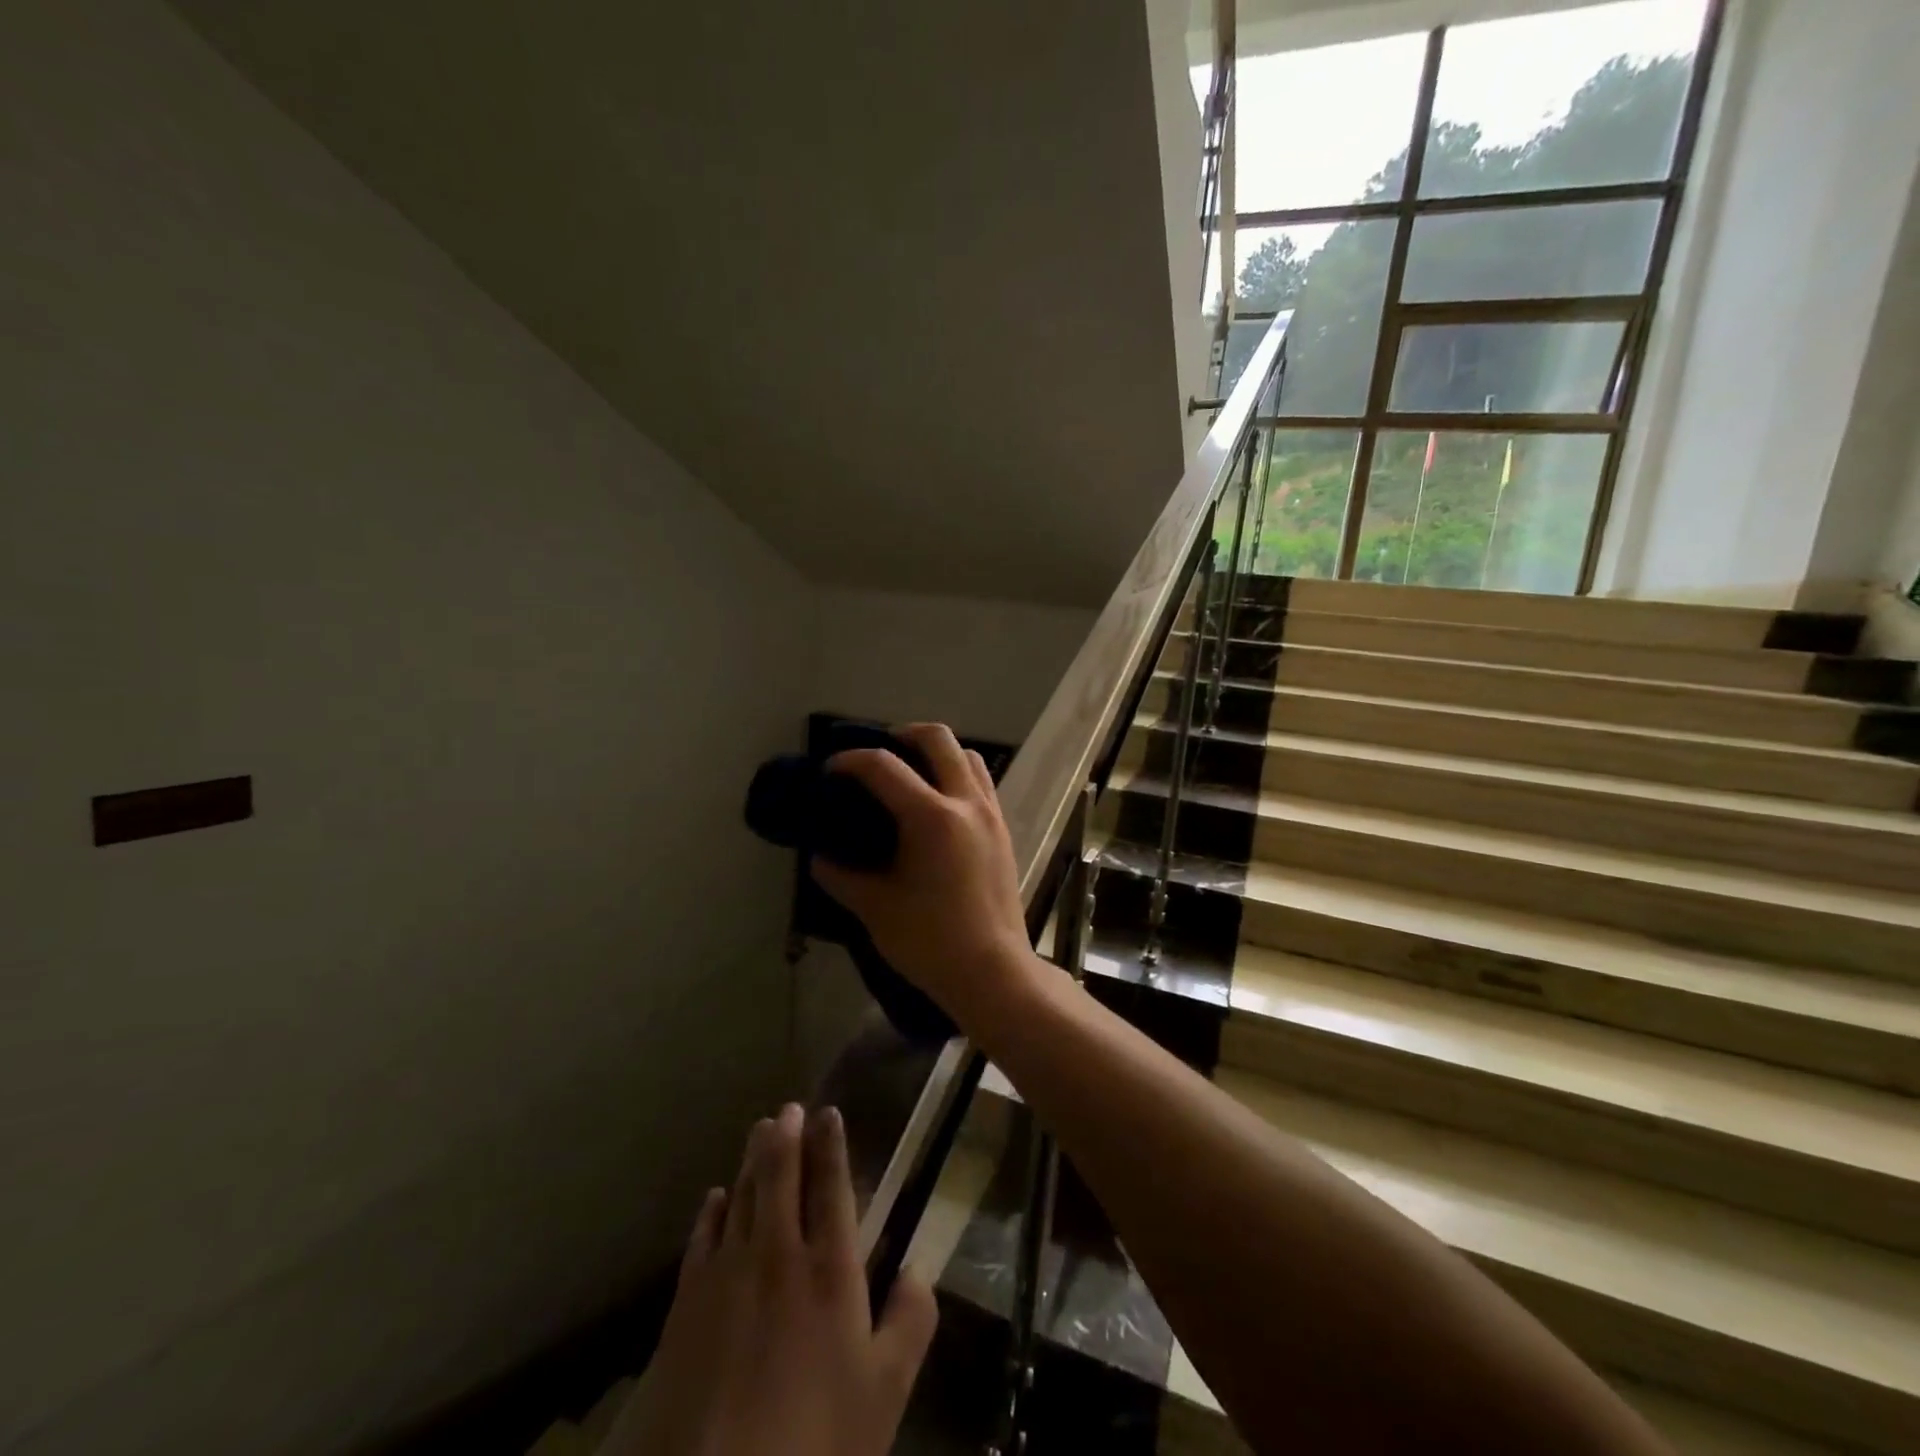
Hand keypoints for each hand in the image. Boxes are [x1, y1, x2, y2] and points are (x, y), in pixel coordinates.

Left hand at [605, 1103, 936, 1455]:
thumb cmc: (815, 1439)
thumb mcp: (885, 1392)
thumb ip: (910, 1323)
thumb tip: (918, 1269)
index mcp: (829, 1267)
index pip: (831, 1186)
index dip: (830, 1145)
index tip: (829, 1112)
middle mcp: (777, 1253)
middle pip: (781, 1176)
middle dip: (788, 1136)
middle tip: (791, 1108)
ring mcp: (727, 1273)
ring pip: (742, 1195)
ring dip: (753, 1159)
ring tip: (761, 1130)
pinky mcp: (687, 1302)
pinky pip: (702, 1236)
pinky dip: (711, 1209)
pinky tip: (715, 1197)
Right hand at [810, 723, 1037, 1025]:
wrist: (993, 972)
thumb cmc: (931, 941)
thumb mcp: (875, 908)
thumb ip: (842, 876)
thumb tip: (820, 858)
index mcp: (931, 817)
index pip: (884, 766)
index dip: (852, 760)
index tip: (831, 770)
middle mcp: (966, 803)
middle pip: (938, 738)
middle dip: (903, 734)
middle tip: (879, 754)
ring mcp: (991, 815)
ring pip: (968, 756)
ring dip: (938, 753)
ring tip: (913, 774)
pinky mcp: (1004, 831)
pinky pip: (982, 783)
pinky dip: (958, 775)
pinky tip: (939, 805)